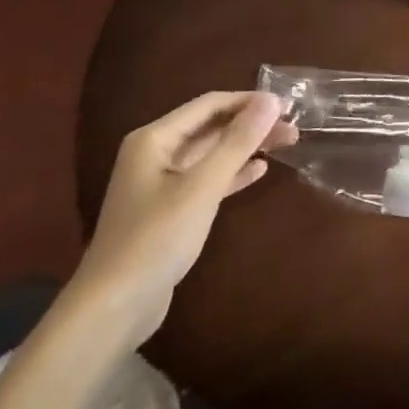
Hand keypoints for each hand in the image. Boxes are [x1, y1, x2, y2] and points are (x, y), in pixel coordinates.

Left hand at [63, 90, 295, 348]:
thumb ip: (238, 142)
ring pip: (212, 153)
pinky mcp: (169, 210)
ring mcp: (161, 183)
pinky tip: (259, 170)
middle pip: (211, 127)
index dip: (249, 101)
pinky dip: (233, 172)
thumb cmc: (156, 238)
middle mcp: (155, 153)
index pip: (209, 104)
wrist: (114, 307)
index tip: (288, 105)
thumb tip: (272, 100)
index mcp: (155, 138)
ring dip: (246, 146)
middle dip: (251, 124)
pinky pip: (207, 178)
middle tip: (293, 128)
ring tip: (286, 143)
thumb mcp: (202, 186)